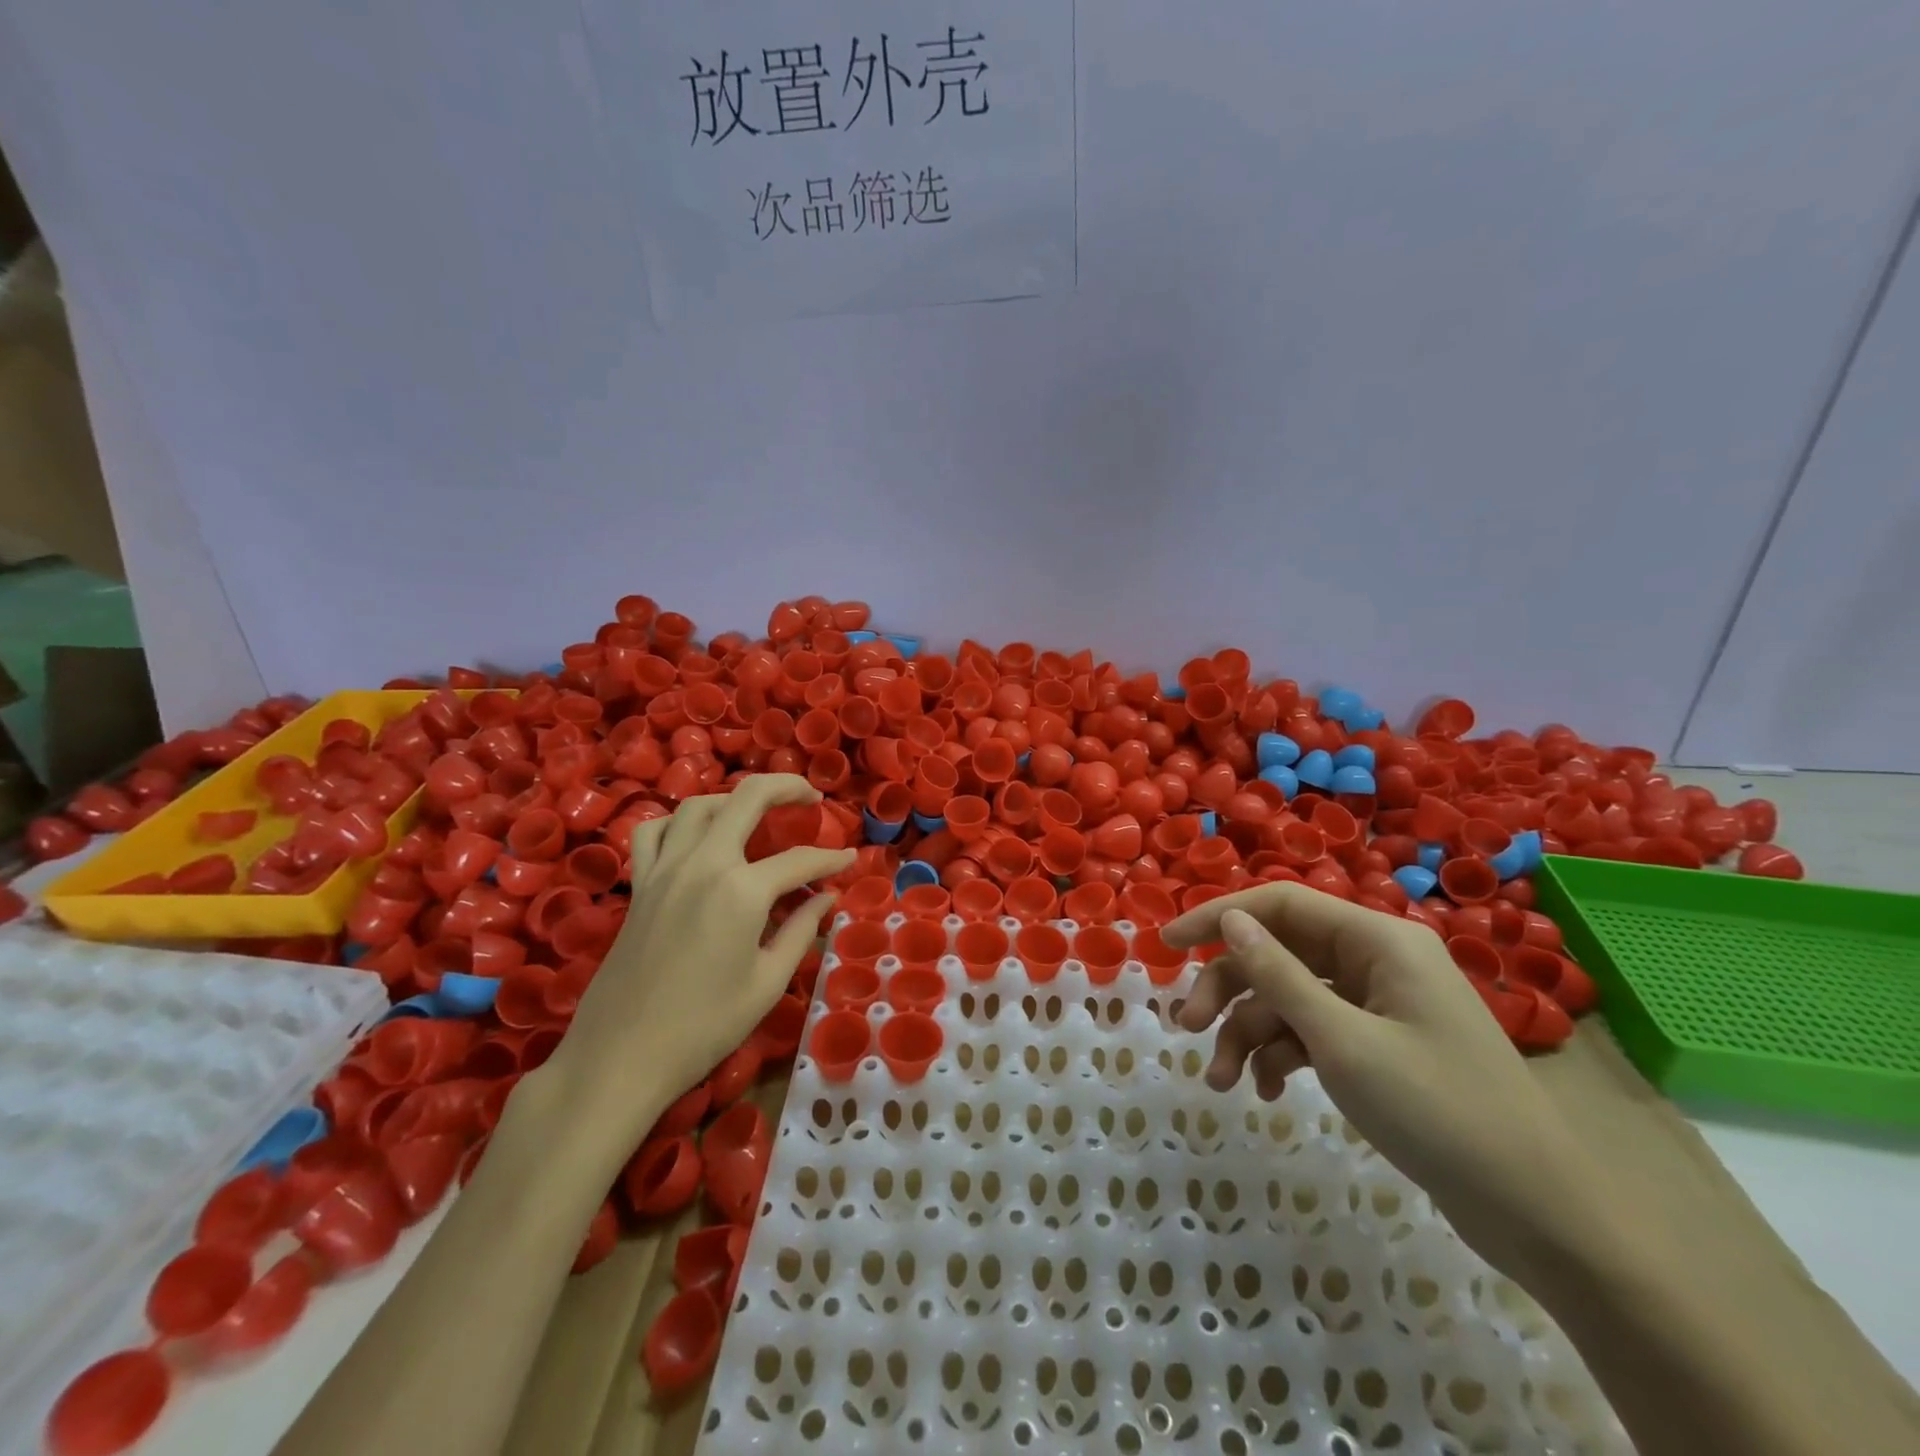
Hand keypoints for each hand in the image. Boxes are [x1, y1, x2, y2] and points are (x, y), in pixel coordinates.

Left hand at [541, 775, 853, 1159]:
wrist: (621, 1057)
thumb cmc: (705, 1027)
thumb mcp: (768, 982)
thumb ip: (800, 930)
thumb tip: (826, 897)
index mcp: (742, 891)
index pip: (800, 860)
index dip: (831, 859)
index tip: (850, 859)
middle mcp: (703, 864)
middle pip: (748, 798)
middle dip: (787, 788)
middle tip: (811, 797)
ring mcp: (665, 869)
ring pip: (699, 805)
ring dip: (733, 799)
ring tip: (756, 812)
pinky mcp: (640, 884)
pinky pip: (655, 831)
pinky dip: (678, 822)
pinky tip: (695, 837)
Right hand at [1164, 884, 1588, 1262]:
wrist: (1539, 1215)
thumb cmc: (1439, 1112)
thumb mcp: (1342, 1041)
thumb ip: (1279, 975)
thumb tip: (1231, 921)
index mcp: (1377, 940)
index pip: (1281, 904)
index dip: (1218, 917)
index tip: (1167, 943)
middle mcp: (1376, 960)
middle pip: (1279, 953)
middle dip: (1229, 990)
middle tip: (1186, 1027)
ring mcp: (1379, 1003)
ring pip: (1289, 997)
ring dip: (1248, 1032)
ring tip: (1221, 1080)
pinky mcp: (1379, 1043)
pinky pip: (1312, 1030)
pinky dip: (1281, 1054)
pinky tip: (1263, 1090)